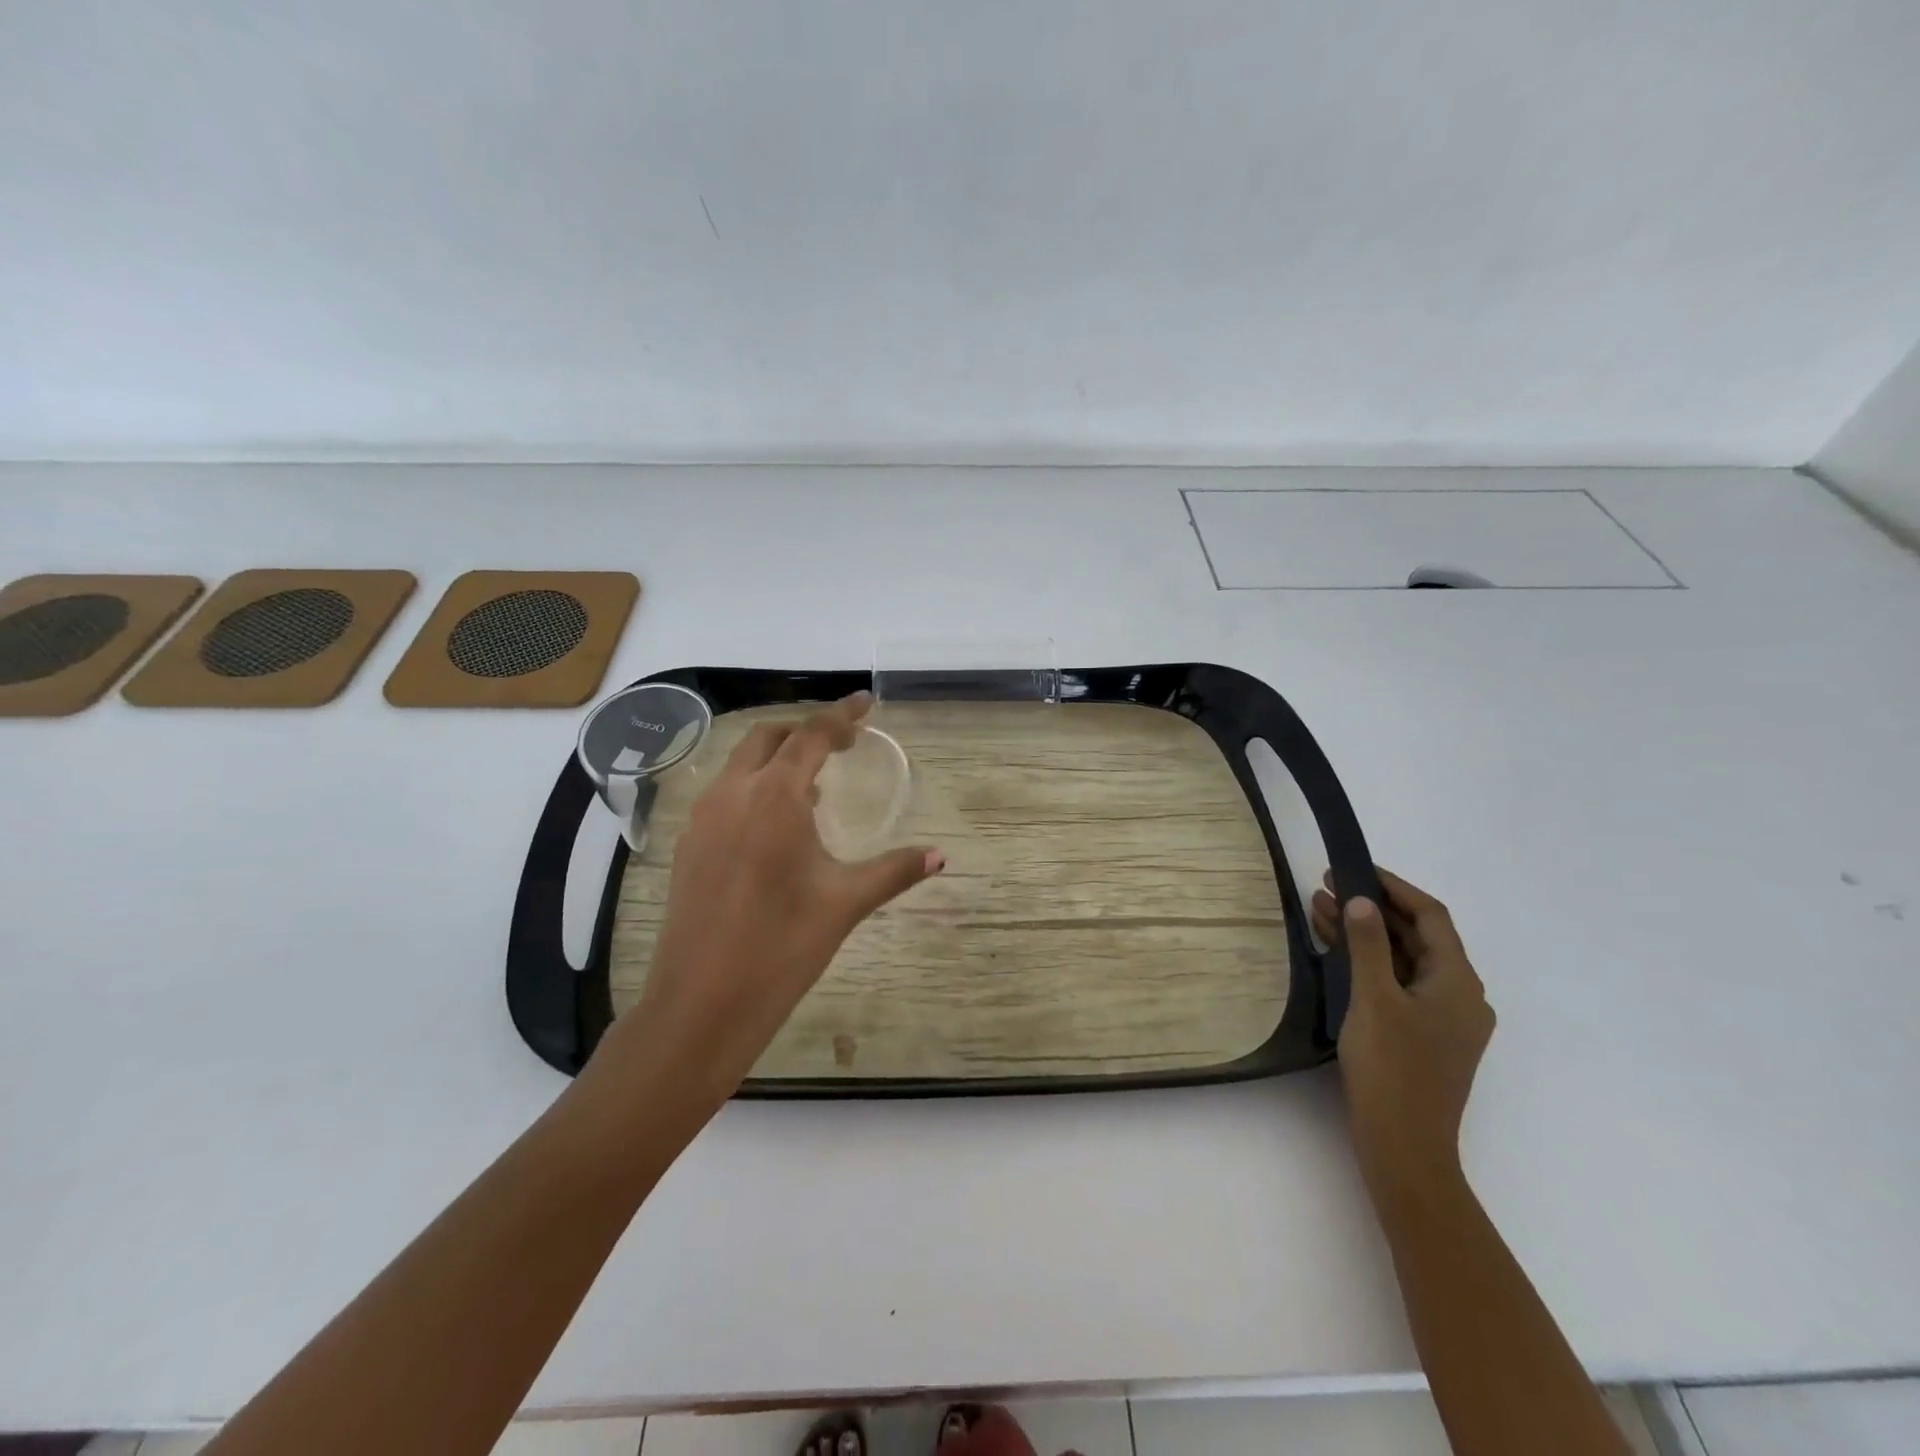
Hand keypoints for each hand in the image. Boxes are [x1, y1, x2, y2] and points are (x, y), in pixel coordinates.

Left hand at [602, 692, 942, 1107]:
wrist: (701, 1004)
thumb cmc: (782, 947)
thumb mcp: (845, 903)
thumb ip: (894, 870)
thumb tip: (940, 856)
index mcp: (774, 797)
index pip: (812, 736)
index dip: (842, 715)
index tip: (866, 703)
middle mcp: (732, 794)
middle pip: (769, 738)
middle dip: (806, 731)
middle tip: (843, 745)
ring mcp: (702, 819)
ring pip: (740, 764)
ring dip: (777, 759)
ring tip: (814, 789)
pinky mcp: (687, 846)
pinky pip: (724, 794)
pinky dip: (754, 788)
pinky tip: (775, 828)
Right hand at [1312, 867, 1494, 1201]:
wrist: (1404, 1147)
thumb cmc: (1392, 1068)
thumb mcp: (1374, 999)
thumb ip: (1369, 945)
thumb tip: (1362, 901)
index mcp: (1458, 982)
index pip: (1431, 917)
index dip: (1394, 887)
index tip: (1355, 868)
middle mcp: (1460, 996)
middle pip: (1417, 937)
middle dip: (1372, 909)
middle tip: (1327, 886)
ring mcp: (1443, 1019)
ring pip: (1403, 961)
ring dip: (1365, 935)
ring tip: (1318, 909)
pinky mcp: (1424, 1036)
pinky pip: (1397, 984)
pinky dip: (1368, 964)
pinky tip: (1333, 952)